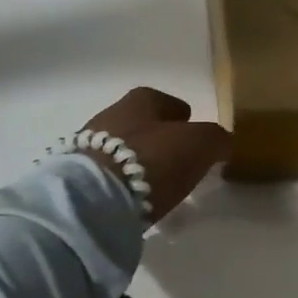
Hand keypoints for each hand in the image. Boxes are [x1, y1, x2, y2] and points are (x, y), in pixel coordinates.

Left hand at [79, 87, 231, 222]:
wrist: (93, 197)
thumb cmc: (153, 159)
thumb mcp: (200, 145)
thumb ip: (216, 139)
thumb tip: (222, 143)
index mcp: (142, 99)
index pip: (168, 102)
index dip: (183, 118)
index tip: (193, 136)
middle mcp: (112, 113)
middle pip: (143, 124)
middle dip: (159, 139)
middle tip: (177, 162)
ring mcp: (88, 144)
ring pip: (123, 147)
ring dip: (138, 161)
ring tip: (155, 185)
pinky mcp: (75, 175)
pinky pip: (107, 173)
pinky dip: (120, 181)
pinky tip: (131, 198)